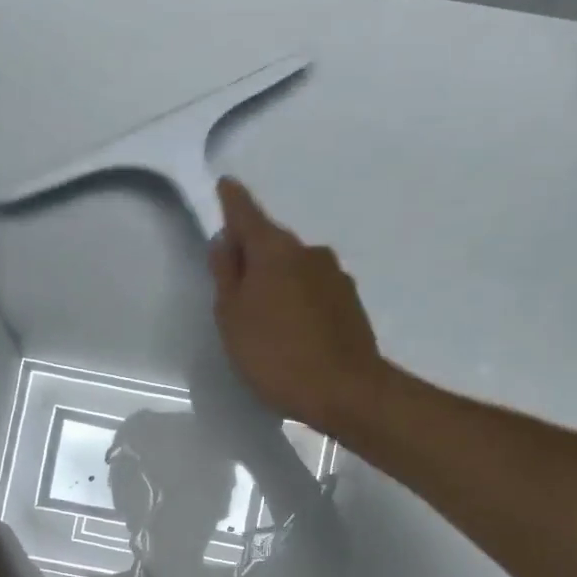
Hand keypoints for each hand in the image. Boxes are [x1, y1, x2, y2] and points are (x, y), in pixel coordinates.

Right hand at [209, 177, 386, 435]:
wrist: (345, 391)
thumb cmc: (275, 354)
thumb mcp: (232, 317)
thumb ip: (226, 274)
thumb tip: (226, 242)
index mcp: (274, 250)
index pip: (247, 213)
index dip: (232, 201)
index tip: (226, 185)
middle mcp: (308, 252)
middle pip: (271, 242)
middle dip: (252, 253)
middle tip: (233, 284)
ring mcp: (335, 275)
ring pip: (294, 267)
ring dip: (277, 280)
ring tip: (264, 317)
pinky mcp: (350, 301)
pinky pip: (313, 289)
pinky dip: (298, 299)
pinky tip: (292, 330)